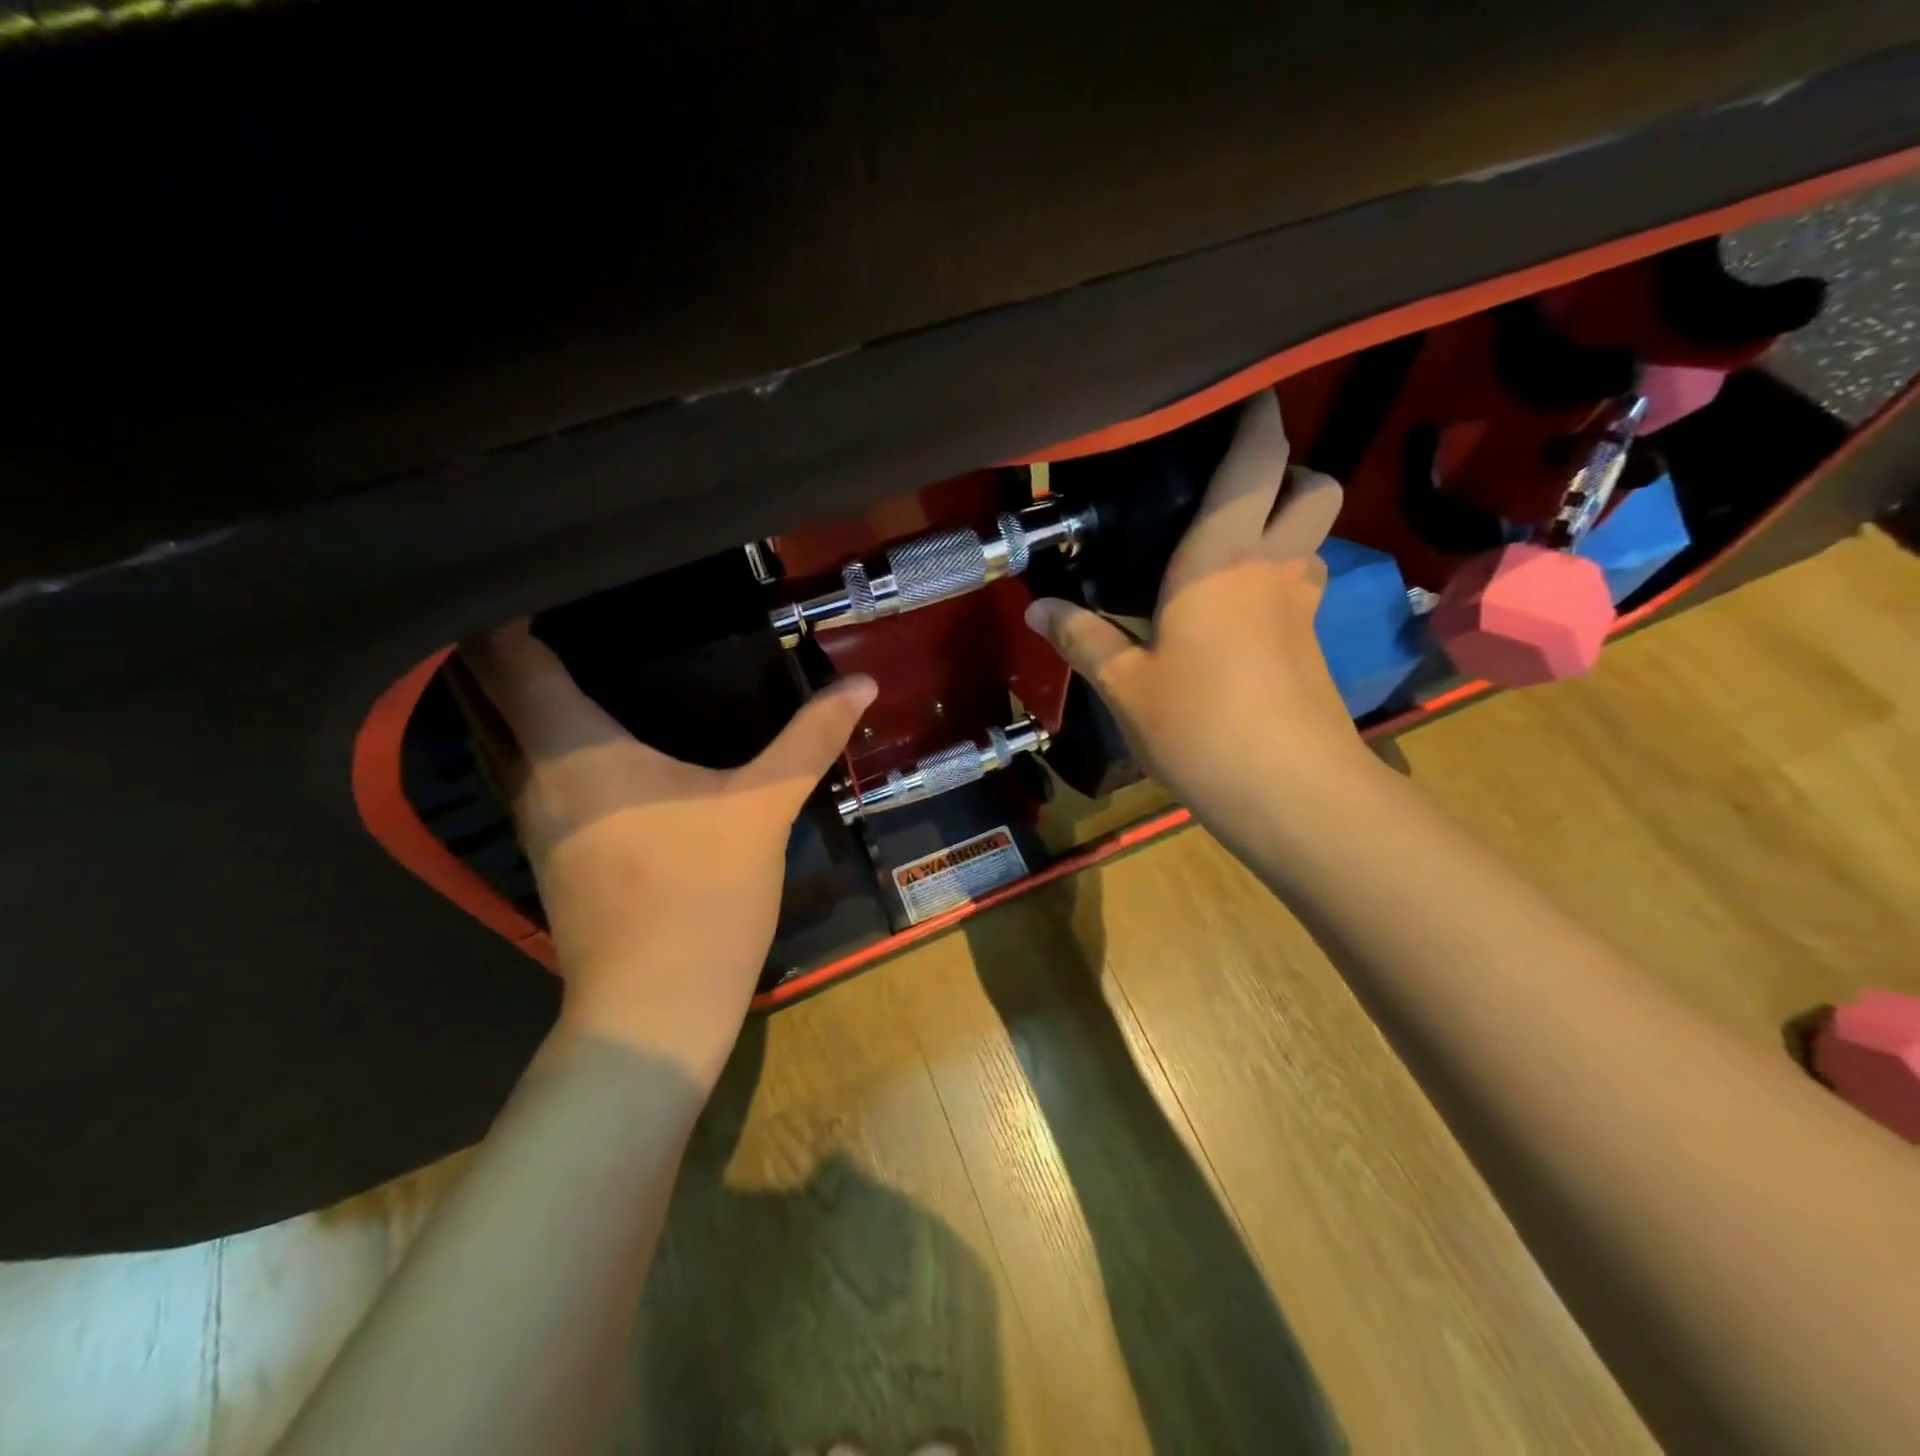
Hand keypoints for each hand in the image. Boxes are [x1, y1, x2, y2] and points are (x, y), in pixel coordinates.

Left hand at [460, 622, 875, 1087]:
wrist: (655, 1010)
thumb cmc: (700, 894)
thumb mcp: (764, 806)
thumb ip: (809, 739)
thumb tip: (862, 682)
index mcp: (573, 747)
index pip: (508, 657)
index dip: (512, 609)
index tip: (548, 575)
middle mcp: (537, 776)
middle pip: (502, 693)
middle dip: (527, 645)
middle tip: (584, 603)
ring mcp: (540, 822)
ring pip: (521, 738)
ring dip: (544, 697)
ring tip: (597, 655)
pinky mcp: (558, 856)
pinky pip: (547, 775)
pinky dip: (565, 743)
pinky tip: (614, 742)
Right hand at [1025, 390, 1368, 829]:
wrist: (1290, 793)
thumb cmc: (1200, 726)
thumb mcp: (1125, 685)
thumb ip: (1082, 639)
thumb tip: (1036, 609)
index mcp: (1221, 558)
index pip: (1256, 460)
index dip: (1255, 416)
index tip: (1237, 394)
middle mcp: (1273, 567)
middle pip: (1315, 485)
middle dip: (1287, 471)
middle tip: (1231, 493)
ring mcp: (1302, 607)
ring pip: (1314, 538)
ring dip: (1287, 527)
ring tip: (1229, 552)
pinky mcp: (1313, 646)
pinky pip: (1301, 588)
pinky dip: (1279, 581)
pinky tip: (1237, 617)